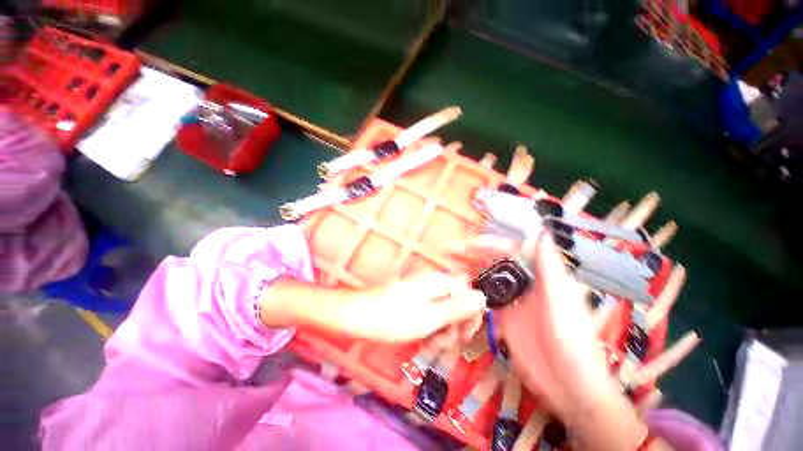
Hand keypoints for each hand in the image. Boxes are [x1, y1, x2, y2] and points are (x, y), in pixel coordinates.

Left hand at [342, 273, 485, 343]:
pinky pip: (432, 312)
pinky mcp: (414, 300)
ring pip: (446, 309)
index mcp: (437, 282)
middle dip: (457, 324)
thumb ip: (455, 309)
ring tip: (432, 345)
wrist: (353, 315)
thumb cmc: (387, 319)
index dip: (471, 312)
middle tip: (444, 343)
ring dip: (444, 329)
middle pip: (458, 301)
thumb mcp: (425, 319)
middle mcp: (432, 283)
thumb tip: (483, 298)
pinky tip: (424, 340)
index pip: (468, 290)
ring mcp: (422, 291)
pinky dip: (433, 328)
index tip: (463, 334)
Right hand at [451, 234, 610, 416]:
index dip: (492, 243)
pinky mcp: (502, 317)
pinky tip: (458, 289)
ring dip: (471, 271)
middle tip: (452, 251)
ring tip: (450, 267)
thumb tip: (543, 232)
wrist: (568, 387)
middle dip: (475, 254)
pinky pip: (484, 300)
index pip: (513, 250)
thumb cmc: (572, 342)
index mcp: (541, 276)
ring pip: (488, 279)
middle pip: (497, 262)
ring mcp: (512, 301)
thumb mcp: (561, 302)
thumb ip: (549, 268)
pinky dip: (471, 293)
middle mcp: (524, 284)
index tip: (472, 243)